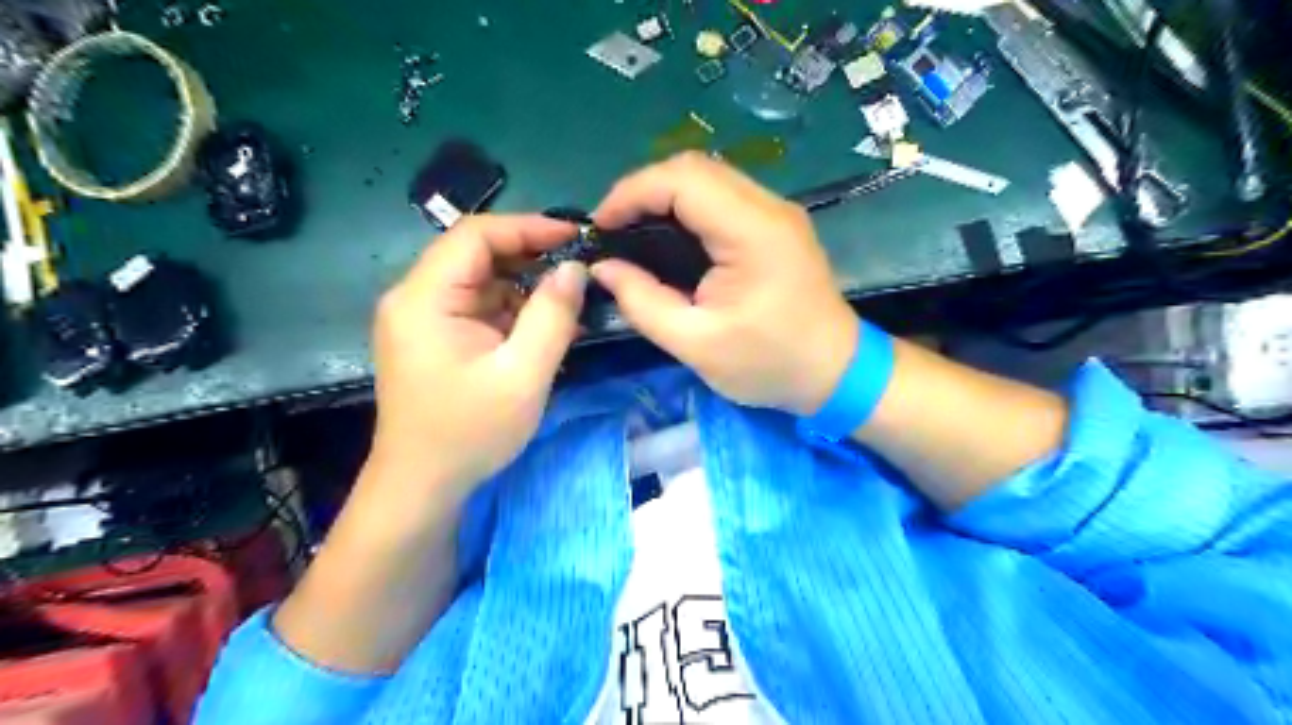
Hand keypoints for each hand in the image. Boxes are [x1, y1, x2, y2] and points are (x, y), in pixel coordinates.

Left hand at [371, 211, 589, 503]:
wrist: (422, 486)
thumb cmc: (469, 433)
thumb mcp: (523, 375)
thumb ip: (552, 316)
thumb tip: (574, 269)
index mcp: (425, 298)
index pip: (475, 235)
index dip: (528, 227)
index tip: (576, 236)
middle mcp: (415, 298)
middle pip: (477, 255)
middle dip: (531, 258)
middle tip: (579, 271)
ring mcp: (422, 318)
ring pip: (481, 282)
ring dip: (525, 288)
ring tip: (569, 305)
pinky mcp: (433, 337)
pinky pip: (478, 308)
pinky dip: (512, 312)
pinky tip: (544, 329)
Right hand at [593, 154, 855, 412]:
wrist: (837, 372)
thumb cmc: (769, 364)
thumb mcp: (696, 344)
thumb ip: (643, 303)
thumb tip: (603, 268)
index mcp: (752, 232)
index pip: (683, 180)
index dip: (632, 192)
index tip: (600, 226)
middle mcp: (769, 207)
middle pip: (695, 168)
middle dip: (643, 190)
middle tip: (613, 229)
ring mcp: (777, 211)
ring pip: (709, 177)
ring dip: (664, 195)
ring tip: (632, 231)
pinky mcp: (777, 223)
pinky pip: (723, 196)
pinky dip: (687, 206)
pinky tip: (668, 235)